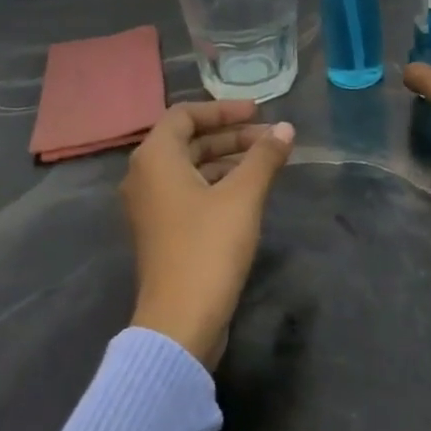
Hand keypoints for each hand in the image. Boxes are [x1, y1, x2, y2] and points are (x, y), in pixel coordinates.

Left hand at [122, 100, 296, 367]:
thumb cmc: (208, 248)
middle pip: (188, 140)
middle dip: (230, 135)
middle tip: (270, 138)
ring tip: (267, 161)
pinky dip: (217, 183)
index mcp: (154, 159)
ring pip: (190, 168)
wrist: (180, 321)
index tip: (258, 113)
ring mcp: (151, 206)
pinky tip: (249, 191)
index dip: (223, 109)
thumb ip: (264, 158)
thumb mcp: (242, 197)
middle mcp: (145, 176)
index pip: (184, 114)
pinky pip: (189, 191)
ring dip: (227, 159)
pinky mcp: (162, 231)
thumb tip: (285, 128)